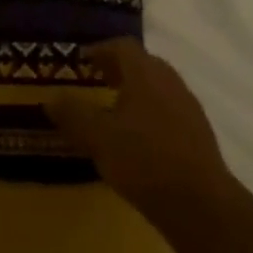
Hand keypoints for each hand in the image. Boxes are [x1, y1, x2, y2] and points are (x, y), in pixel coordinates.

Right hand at [48, 39, 233, 224]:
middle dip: (119, 69)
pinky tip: (139, 140)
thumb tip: (51, 98)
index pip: (122, 46)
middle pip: (144, 64)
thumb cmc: (143, 160)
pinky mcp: (200, 136)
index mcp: (145, 74)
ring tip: (115, 112)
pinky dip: (152, 115)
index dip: (101, 49)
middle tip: (98, 81)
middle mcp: (170, 83)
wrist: (202, 206)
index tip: (83, 61)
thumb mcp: (96, 137)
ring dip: (137, 92)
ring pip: (159, 89)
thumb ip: (72, 114)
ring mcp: (190, 109)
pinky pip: (171, 112)